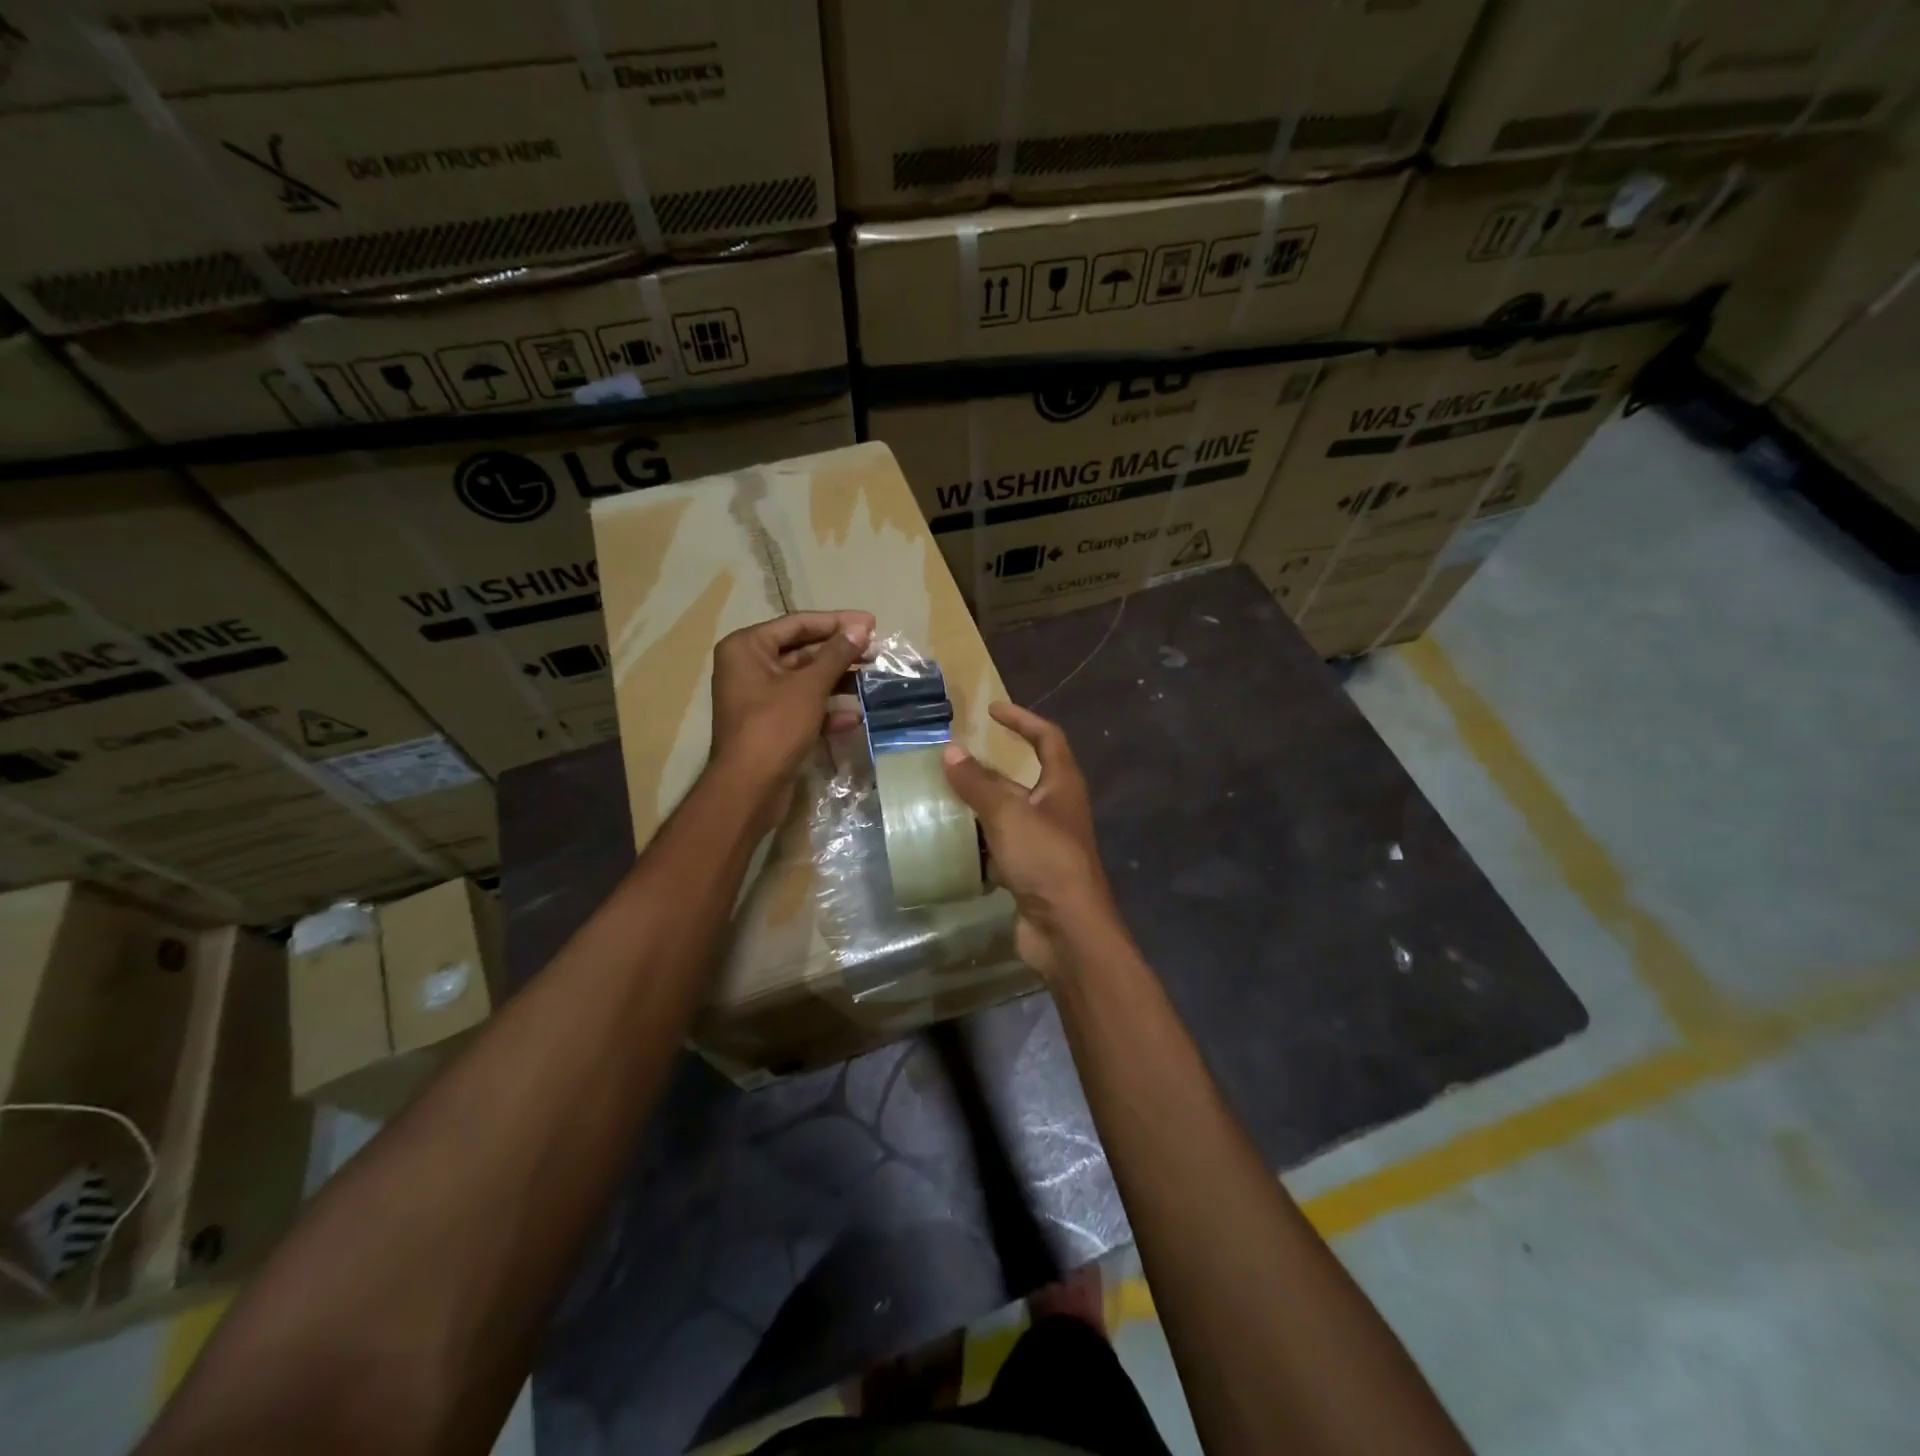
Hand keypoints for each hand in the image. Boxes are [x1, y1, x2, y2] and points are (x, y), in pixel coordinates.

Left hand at [709, 611, 873, 818]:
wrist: (749, 788)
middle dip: (841, 654)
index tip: (872, 623)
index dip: (837, 622)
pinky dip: (827, 710)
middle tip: (877, 652)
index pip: (798, 624)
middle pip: (803, 651)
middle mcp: (749, 666)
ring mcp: (759, 697)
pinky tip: (855, 717)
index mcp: (747, 647)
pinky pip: (802, 707)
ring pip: (805, 681)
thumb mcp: (809, 686)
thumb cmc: (774, 727)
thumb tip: (861, 628)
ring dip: (838, 682)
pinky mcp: (770, 724)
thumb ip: (837, 654)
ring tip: (873, 681)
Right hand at [941, 702, 1119, 978]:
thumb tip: (950, 752)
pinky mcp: (1029, 872)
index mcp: (1062, 785)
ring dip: (977, 807)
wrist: (1067, 930)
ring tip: (938, 798)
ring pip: (1006, 815)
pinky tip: (948, 842)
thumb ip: (978, 784)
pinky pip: (999, 848)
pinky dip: (978, 844)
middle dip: (987, 770)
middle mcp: (1055, 809)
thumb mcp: (1008, 815)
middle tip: (950, 760)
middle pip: (1021, 778)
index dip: (1022, 719)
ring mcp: (1043, 843)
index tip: (991, 710)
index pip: (1047, 738)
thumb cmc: (1045, 859)